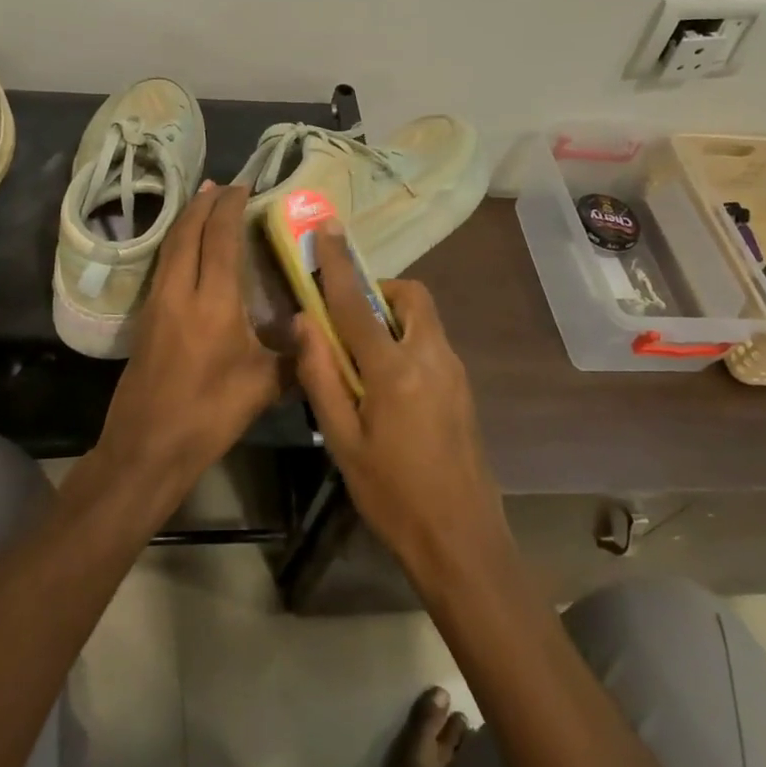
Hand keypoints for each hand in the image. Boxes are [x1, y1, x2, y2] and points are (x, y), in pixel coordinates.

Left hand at [98, 184, 286, 500]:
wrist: (147, 446)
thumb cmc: (209, 414)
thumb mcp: (263, 385)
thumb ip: (293, 353)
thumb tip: (313, 330)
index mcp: (213, 302)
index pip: (220, 238)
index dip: (230, 207)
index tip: (243, 186)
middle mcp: (180, 291)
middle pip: (188, 231)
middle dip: (204, 202)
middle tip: (222, 185)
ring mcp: (156, 303)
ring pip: (170, 246)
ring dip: (186, 219)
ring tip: (203, 202)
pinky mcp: (145, 318)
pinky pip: (163, 264)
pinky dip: (177, 244)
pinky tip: (188, 249)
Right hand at [295, 229, 511, 585]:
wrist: (462, 540)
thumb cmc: (392, 494)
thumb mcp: (342, 441)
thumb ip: (321, 376)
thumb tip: (302, 323)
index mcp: (394, 369)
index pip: (356, 302)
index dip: (338, 263)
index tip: (327, 227)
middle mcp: (431, 357)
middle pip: (410, 296)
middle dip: (378, 290)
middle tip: (348, 318)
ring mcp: (454, 371)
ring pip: (423, 318)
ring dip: (392, 316)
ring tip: (362, 356)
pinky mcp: (463, 388)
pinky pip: (431, 342)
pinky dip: (406, 339)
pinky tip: (388, 384)